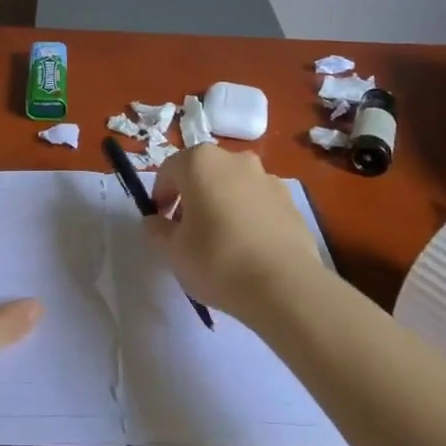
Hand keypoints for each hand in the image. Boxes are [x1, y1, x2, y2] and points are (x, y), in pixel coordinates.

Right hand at [147, 146, 322, 319]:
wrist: (285, 286)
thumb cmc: (217, 260)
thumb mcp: (172, 251)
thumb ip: (156, 230)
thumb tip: (155, 221)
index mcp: (200, 162)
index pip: (168, 171)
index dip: (160, 197)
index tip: (161, 224)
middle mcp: (235, 159)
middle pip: (203, 174)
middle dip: (192, 198)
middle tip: (188, 233)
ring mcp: (267, 178)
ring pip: (233, 186)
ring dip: (222, 204)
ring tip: (223, 243)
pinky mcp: (291, 202)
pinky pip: (258, 203)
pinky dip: (249, 217)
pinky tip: (250, 249)